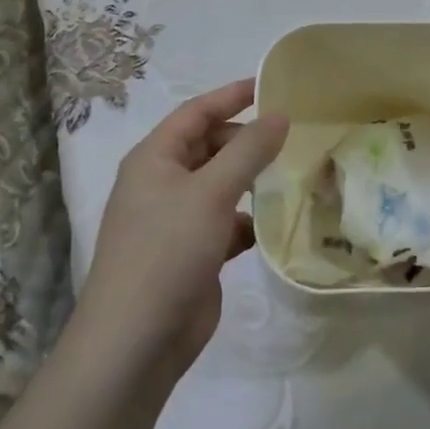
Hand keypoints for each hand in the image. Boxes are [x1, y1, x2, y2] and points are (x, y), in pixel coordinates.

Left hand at [76, 81, 287, 384]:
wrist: (136, 342)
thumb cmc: (167, 251)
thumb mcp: (211, 192)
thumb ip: (248, 150)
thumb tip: (279, 115)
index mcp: (154, 158)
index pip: (196, 112)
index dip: (231, 95)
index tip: (271, 85)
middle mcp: (162, 183)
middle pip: (210, 147)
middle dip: (247, 140)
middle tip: (291, 137)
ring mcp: (176, 221)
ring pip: (221, 185)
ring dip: (252, 180)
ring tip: (293, 174)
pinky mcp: (193, 253)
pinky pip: (226, 222)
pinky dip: (249, 219)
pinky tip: (276, 223)